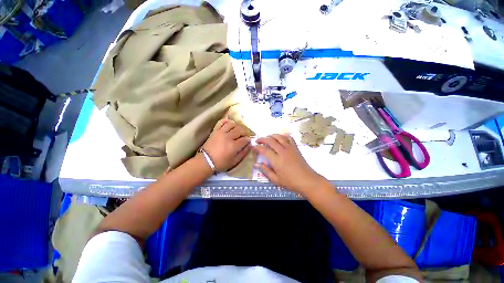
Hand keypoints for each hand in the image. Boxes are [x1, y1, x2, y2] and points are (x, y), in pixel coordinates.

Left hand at [202, 118, 251, 171]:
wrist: (205, 161)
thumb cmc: (221, 163)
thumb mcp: (235, 161)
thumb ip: (244, 153)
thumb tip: (250, 145)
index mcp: (233, 146)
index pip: (245, 139)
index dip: (248, 140)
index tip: (248, 141)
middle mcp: (228, 137)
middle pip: (240, 129)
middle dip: (245, 132)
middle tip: (244, 136)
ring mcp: (221, 132)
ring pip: (232, 124)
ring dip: (237, 126)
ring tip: (237, 131)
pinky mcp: (215, 130)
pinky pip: (221, 122)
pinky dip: (226, 121)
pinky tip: (229, 124)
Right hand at [254, 134, 326, 194]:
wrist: (307, 181)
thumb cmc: (290, 182)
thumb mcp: (276, 179)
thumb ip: (265, 171)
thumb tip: (256, 164)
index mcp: (277, 160)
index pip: (264, 150)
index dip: (257, 147)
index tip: (253, 147)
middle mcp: (283, 151)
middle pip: (271, 140)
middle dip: (262, 139)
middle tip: (258, 140)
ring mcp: (290, 148)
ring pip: (279, 137)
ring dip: (272, 135)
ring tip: (267, 137)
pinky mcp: (295, 148)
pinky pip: (289, 138)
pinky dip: (283, 136)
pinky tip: (280, 138)